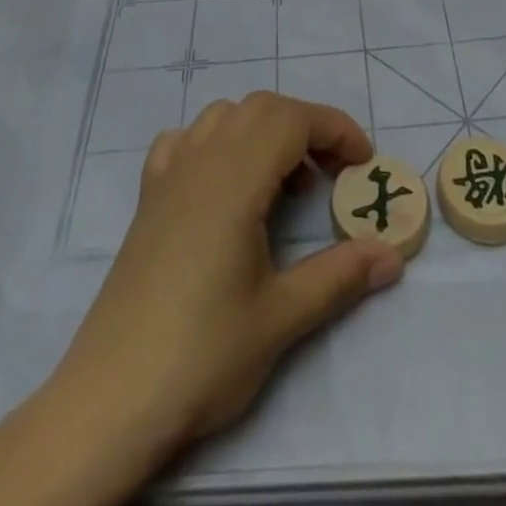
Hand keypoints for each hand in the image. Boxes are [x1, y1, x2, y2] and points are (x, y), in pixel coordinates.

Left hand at [0, 94, 405, 505]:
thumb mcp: (281, 318)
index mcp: (235, 179)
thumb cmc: (203, 353)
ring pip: (223, 116)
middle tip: (333, 174)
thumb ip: (340, 276)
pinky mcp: (148, 197)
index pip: (292, 119)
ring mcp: (168, 174)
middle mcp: (200, 160)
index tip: (364, 162)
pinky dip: (216, 142)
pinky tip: (224, 183)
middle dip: (306, 127)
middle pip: (261, 108)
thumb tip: (394, 255)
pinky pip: (186, 140)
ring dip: (263, 131)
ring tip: (284, 183)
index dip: (335, 129)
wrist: (112, 396)